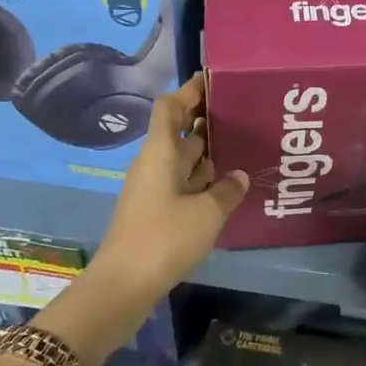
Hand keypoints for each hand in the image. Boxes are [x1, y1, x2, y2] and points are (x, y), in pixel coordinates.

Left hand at [93, 74, 248, 298]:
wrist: (124, 285)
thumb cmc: (164, 238)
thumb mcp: (207, 213)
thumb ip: (227, 190)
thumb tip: (240, 176)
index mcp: (160, 153)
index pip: (170, 107)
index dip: (190, 91)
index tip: (214, 80)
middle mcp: (154, 164)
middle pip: (179, 132)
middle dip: (206, 120)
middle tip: (241, 113)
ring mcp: (153, 189)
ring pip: (182, 160)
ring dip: (207, 152)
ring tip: (242, 145)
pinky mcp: (155, 212)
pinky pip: (182, 184)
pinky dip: (202, 179)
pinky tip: (227, 185)